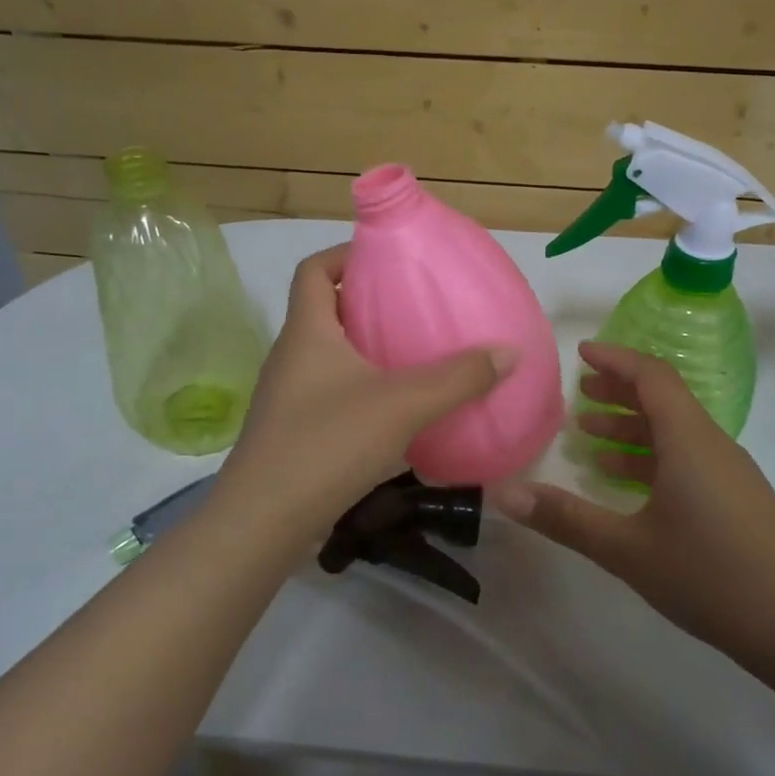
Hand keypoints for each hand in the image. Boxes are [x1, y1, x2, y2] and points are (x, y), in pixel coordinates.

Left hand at [217, 244, 517, 535]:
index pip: (313, 269)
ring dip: (365, 351)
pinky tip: (395, 414)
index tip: (387, 260)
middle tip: (415, 309)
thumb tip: (508, 351)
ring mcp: (287, 398)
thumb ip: (458, 378)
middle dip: (366, 304)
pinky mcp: (293, 433)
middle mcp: (290, 357)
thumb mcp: (402, 405)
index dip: (345, 255)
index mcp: (306, 332)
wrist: (265, 521)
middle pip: (324, 311)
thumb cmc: (328, 443)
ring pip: (328, 357)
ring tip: (414, 358)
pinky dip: (361, 391)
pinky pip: (330, 395)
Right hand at [489, 342, 774, 659]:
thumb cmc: (709, 577)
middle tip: (579, 393)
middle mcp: (713, 446)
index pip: (652, 377)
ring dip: (632, 428)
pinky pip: (688, 459)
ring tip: (590, 436)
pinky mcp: (737, 499)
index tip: (581, 353)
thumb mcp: (626, 550)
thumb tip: (504, 494)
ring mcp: (730, 473)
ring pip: (676, 432)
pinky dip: (652, 457)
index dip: (616, 359)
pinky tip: (626, 483)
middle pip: (664, 400)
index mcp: (690, 442)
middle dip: (619, 391)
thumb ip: (565, 518)